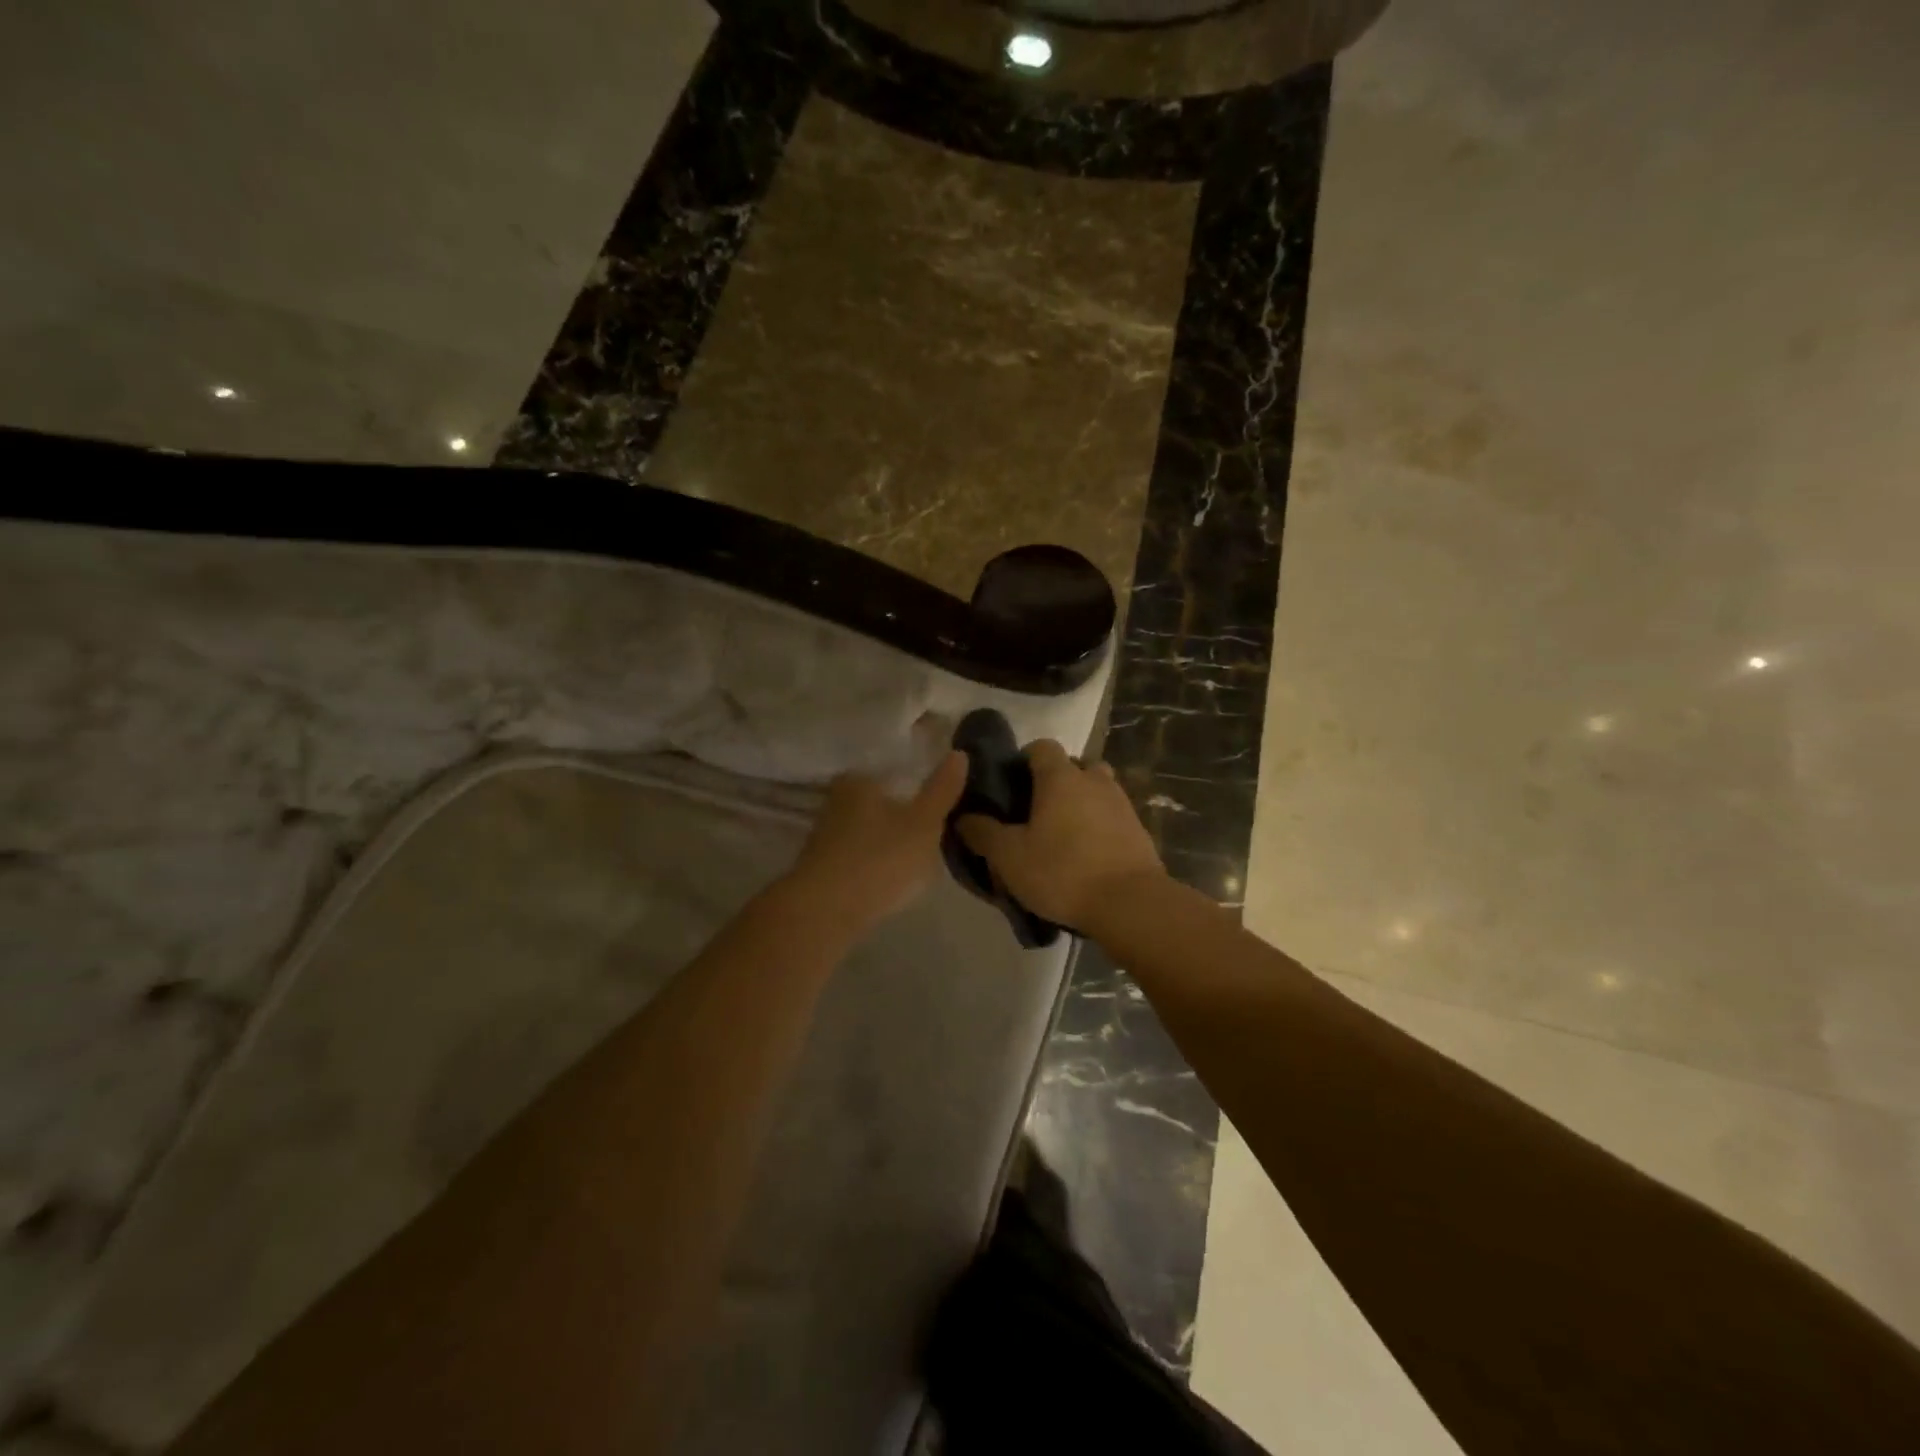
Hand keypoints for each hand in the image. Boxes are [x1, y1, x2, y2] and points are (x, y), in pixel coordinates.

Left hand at [786, 752, 967, 931]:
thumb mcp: (924, 823)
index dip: (917, 787)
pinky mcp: (822, 870)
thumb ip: (942, 789)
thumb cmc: (879, 858)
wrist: (825, 914)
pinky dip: (877, 867)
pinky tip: (893, 882)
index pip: (893, 773)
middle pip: (881, 805)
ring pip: (870, 834)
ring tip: (919, 863)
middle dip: (904, 818)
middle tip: (934, 837)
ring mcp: (825, 838)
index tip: (939, 807)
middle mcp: (835, 802)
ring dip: (891, 845)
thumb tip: (959, 753)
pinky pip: (860, 860)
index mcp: (858, 782)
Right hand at [957, 740, 1164, 930]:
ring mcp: (1121, 803)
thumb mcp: (1009, 857)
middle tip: (1035, 812)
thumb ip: (983, 833)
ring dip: (1079, 803)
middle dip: (1055, 781)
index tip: (1010, 786)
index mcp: (1061, 777)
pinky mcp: (1138, 830)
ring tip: (1061, 834)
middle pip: (1073, 765)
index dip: (1023, 760)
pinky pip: (1111, 816)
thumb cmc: (1062, 872)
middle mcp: (1094, 780)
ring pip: (1096, 790)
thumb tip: (963, 817)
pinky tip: (1085, 855)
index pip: (1041, 746)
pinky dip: (1098, 826)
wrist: (1130, 904)